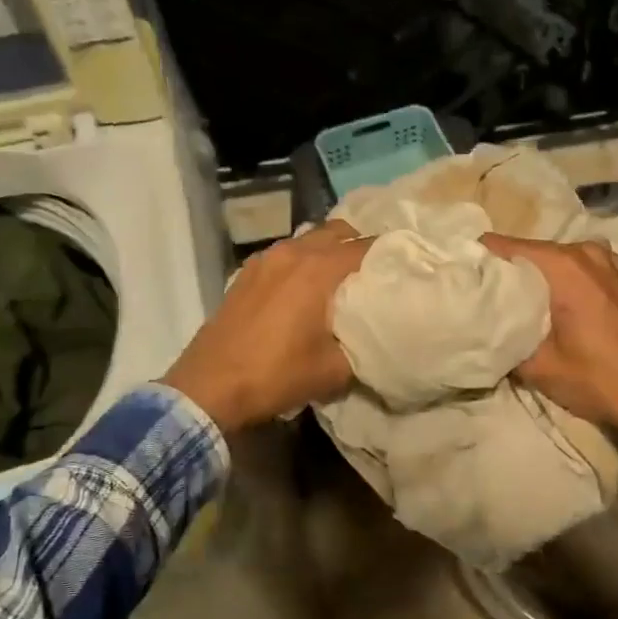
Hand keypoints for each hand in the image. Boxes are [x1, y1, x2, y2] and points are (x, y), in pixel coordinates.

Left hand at [162, 221, 373, 436]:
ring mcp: (265, 259)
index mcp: (319, 269)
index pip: (368, 247)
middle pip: (339, 232)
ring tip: (342, 282)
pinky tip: (304, 291)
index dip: (392, 257)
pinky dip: (303, 262)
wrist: (210, 386)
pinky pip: (286, 254)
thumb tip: (381, 336)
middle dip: (361, 248)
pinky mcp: (246, 272)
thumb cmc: (276, 375)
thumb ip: (365, 346)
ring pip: (310, 239)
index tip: (407, 273)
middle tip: (375, 277)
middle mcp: (293, 252)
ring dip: (329, 252)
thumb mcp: (334, 370)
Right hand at [481, 234, 617, 451]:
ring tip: (523, 304)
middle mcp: (587, 252)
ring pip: (558, 260)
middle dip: (507, 271)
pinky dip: (568, 282)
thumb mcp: (539, 367)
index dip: (477, 259)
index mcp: (563, 266)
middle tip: (486, 296)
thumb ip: (505, 339)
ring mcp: (612, 262)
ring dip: (539, 278)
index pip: (502, 246)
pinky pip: (585, 270)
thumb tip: (483, 328)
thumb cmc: (600, 380)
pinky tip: (563, 308)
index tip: (460, 276)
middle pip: (531, 251)